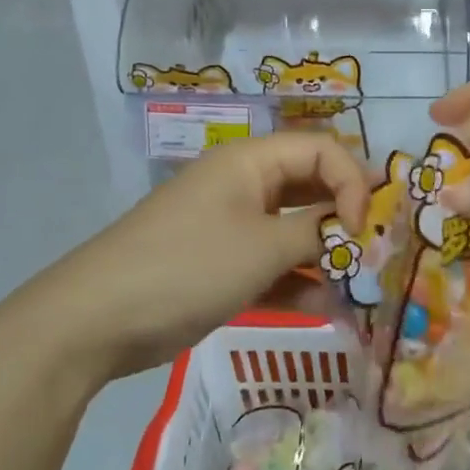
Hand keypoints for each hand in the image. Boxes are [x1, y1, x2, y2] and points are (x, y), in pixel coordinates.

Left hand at [43, 132, 371, 382]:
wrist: (98, 319)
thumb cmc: (189, 266)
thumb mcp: (263, 247)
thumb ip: (317, 233)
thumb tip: (353, 228)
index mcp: (250, 162)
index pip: (320, 150)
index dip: (351, 182)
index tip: (362, 229)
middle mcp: (243, 185)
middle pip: (309, 187)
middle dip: (342, 218)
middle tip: (371, 254)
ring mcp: (230, 226)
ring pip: (292, 229)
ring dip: (323, 255)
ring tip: (352, 287)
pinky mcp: (220, 264)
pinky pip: (270, 263)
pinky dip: (295, 280)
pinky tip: (320, 307)